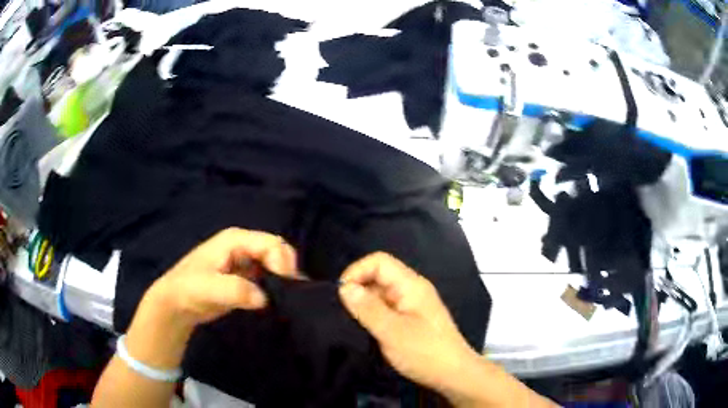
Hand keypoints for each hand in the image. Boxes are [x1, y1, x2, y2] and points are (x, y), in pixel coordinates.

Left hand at [123, 228, 297, 371]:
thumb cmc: (188, 289)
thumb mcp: (208, 288)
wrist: (176, 303)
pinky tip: (279, 301)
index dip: (283, 263)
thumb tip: (264, 298)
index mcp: (236, 240)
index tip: (287, 288)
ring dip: (284, 280)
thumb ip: (235, 290)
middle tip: (290, 296)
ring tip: (287, 300)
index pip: (271, 244)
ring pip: (276, 264)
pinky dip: (278, 287)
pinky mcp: (247, 277)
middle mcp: (244, 246)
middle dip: (287, 271)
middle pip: (278, 251)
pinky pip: (270, 277)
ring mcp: (246, 261)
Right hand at [338, 252, 475, 393]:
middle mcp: (412, 290)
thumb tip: (344, 287)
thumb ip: (367, 308)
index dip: (357, 272)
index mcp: (411, 285)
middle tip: (343, 312)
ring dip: (364, 304)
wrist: (453, 374)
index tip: (341, 295)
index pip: (379, 262)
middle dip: (358, 289)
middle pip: (379, 276)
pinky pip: (386, 308)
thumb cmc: (424, 352)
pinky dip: (372, 315)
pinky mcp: (410, 319)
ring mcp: (412, 305)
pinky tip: (365, 329)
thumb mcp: (392, 331)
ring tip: (351, 322)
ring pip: (381, 293)